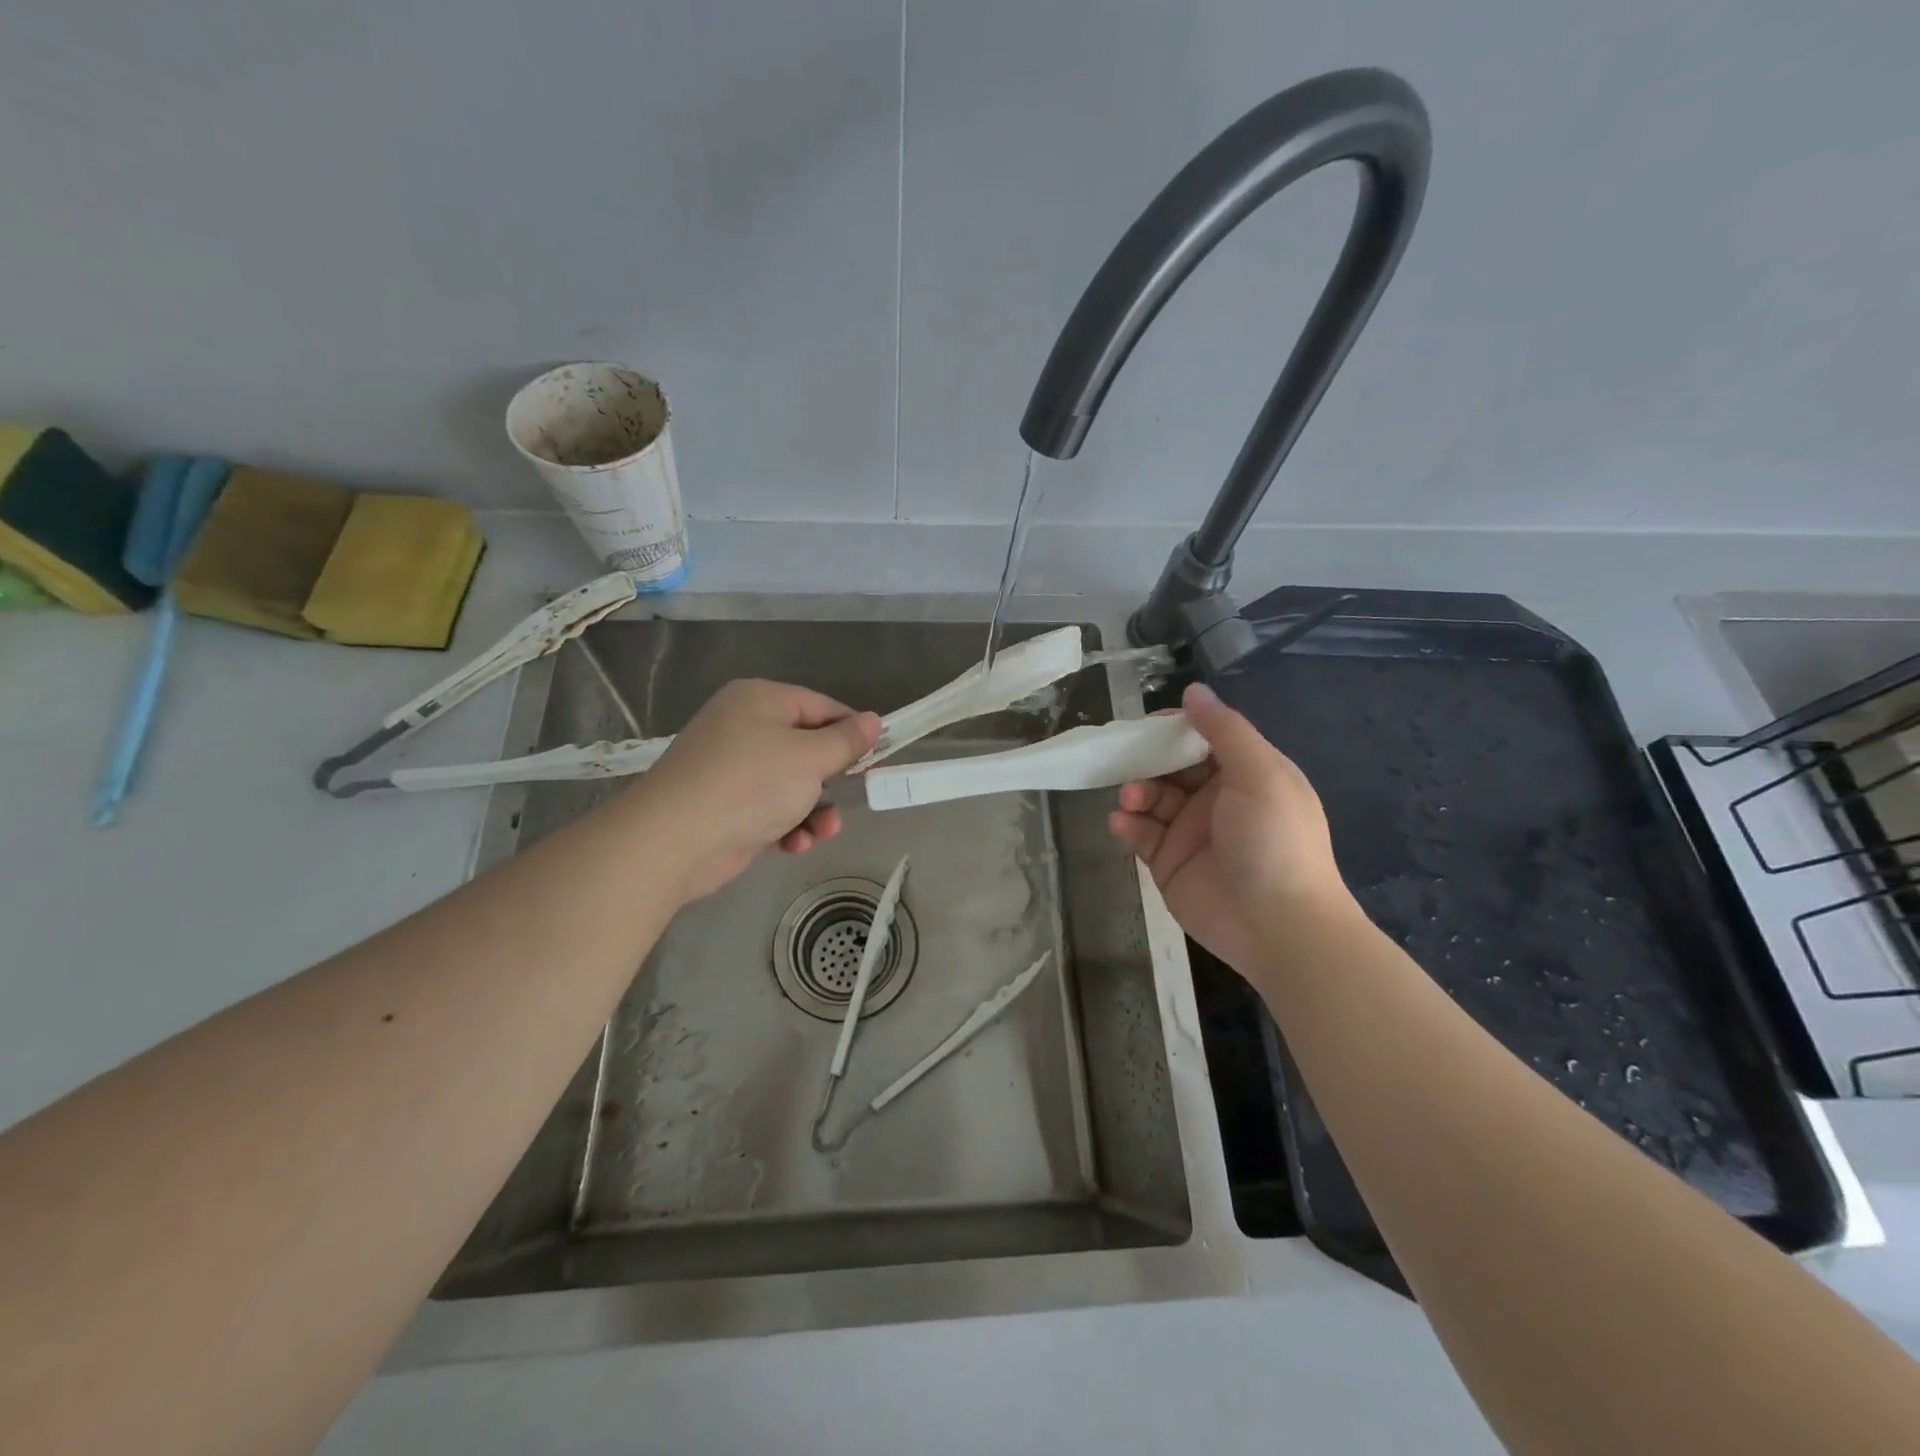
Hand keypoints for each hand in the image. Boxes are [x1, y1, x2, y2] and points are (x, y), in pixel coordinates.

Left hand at [640, 679, 880, 901]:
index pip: (821, 706)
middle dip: (832, 777)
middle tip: (856, 795)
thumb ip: (846, 740)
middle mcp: (743, 726)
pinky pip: (769, 809)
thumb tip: (873, 720)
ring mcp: (731, 768)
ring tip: (824, 830)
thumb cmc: (751, 784)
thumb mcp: (810, 757)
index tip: (878, 757)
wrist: (675, 839)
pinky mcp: (724, 806)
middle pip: (806, 747)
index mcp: (761, 700)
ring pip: (791, 783)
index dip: (852, 731)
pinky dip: (787, 825)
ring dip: (814, 809)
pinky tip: (795, 844)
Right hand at [1108, 682, 1349, 973]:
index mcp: (1246, 774)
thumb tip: (1194, 691)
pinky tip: (1122, 823)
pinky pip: (1140, 834)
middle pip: (1171, 767)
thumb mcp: (1259, 774)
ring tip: (1130, 799)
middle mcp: (1217, 799)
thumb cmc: (1274, 840)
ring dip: (1135, 791)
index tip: (1149, 725)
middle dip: (1147, 760)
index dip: (1176, 728)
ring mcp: (1191, 832)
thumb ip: (1224, 730)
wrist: (1278, 926)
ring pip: (1151, 798)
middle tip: (1125, 759)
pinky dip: (1126, 824)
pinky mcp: (1169, 863)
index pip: (1203, 739)